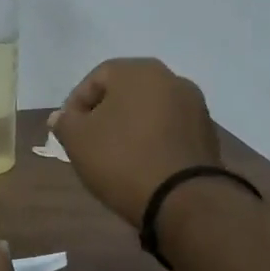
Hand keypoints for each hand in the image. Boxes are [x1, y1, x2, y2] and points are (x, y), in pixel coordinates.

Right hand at [49, 58, 222, 225]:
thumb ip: (65, 122)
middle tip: (90, 142)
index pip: (96, 78)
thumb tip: (61, 116)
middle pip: (126, 92)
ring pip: (150, 110)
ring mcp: (195, 105)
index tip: (68, 131)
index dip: (76, 104)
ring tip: (116, 156)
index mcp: (138, 71)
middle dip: (105, 114)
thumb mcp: (78, 141)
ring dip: (131, 127)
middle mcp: (171, 78)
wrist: (183, 199)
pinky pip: (170, 129)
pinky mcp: (207, 133)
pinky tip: (143, 164)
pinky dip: (154, 140)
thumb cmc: (122, 159)